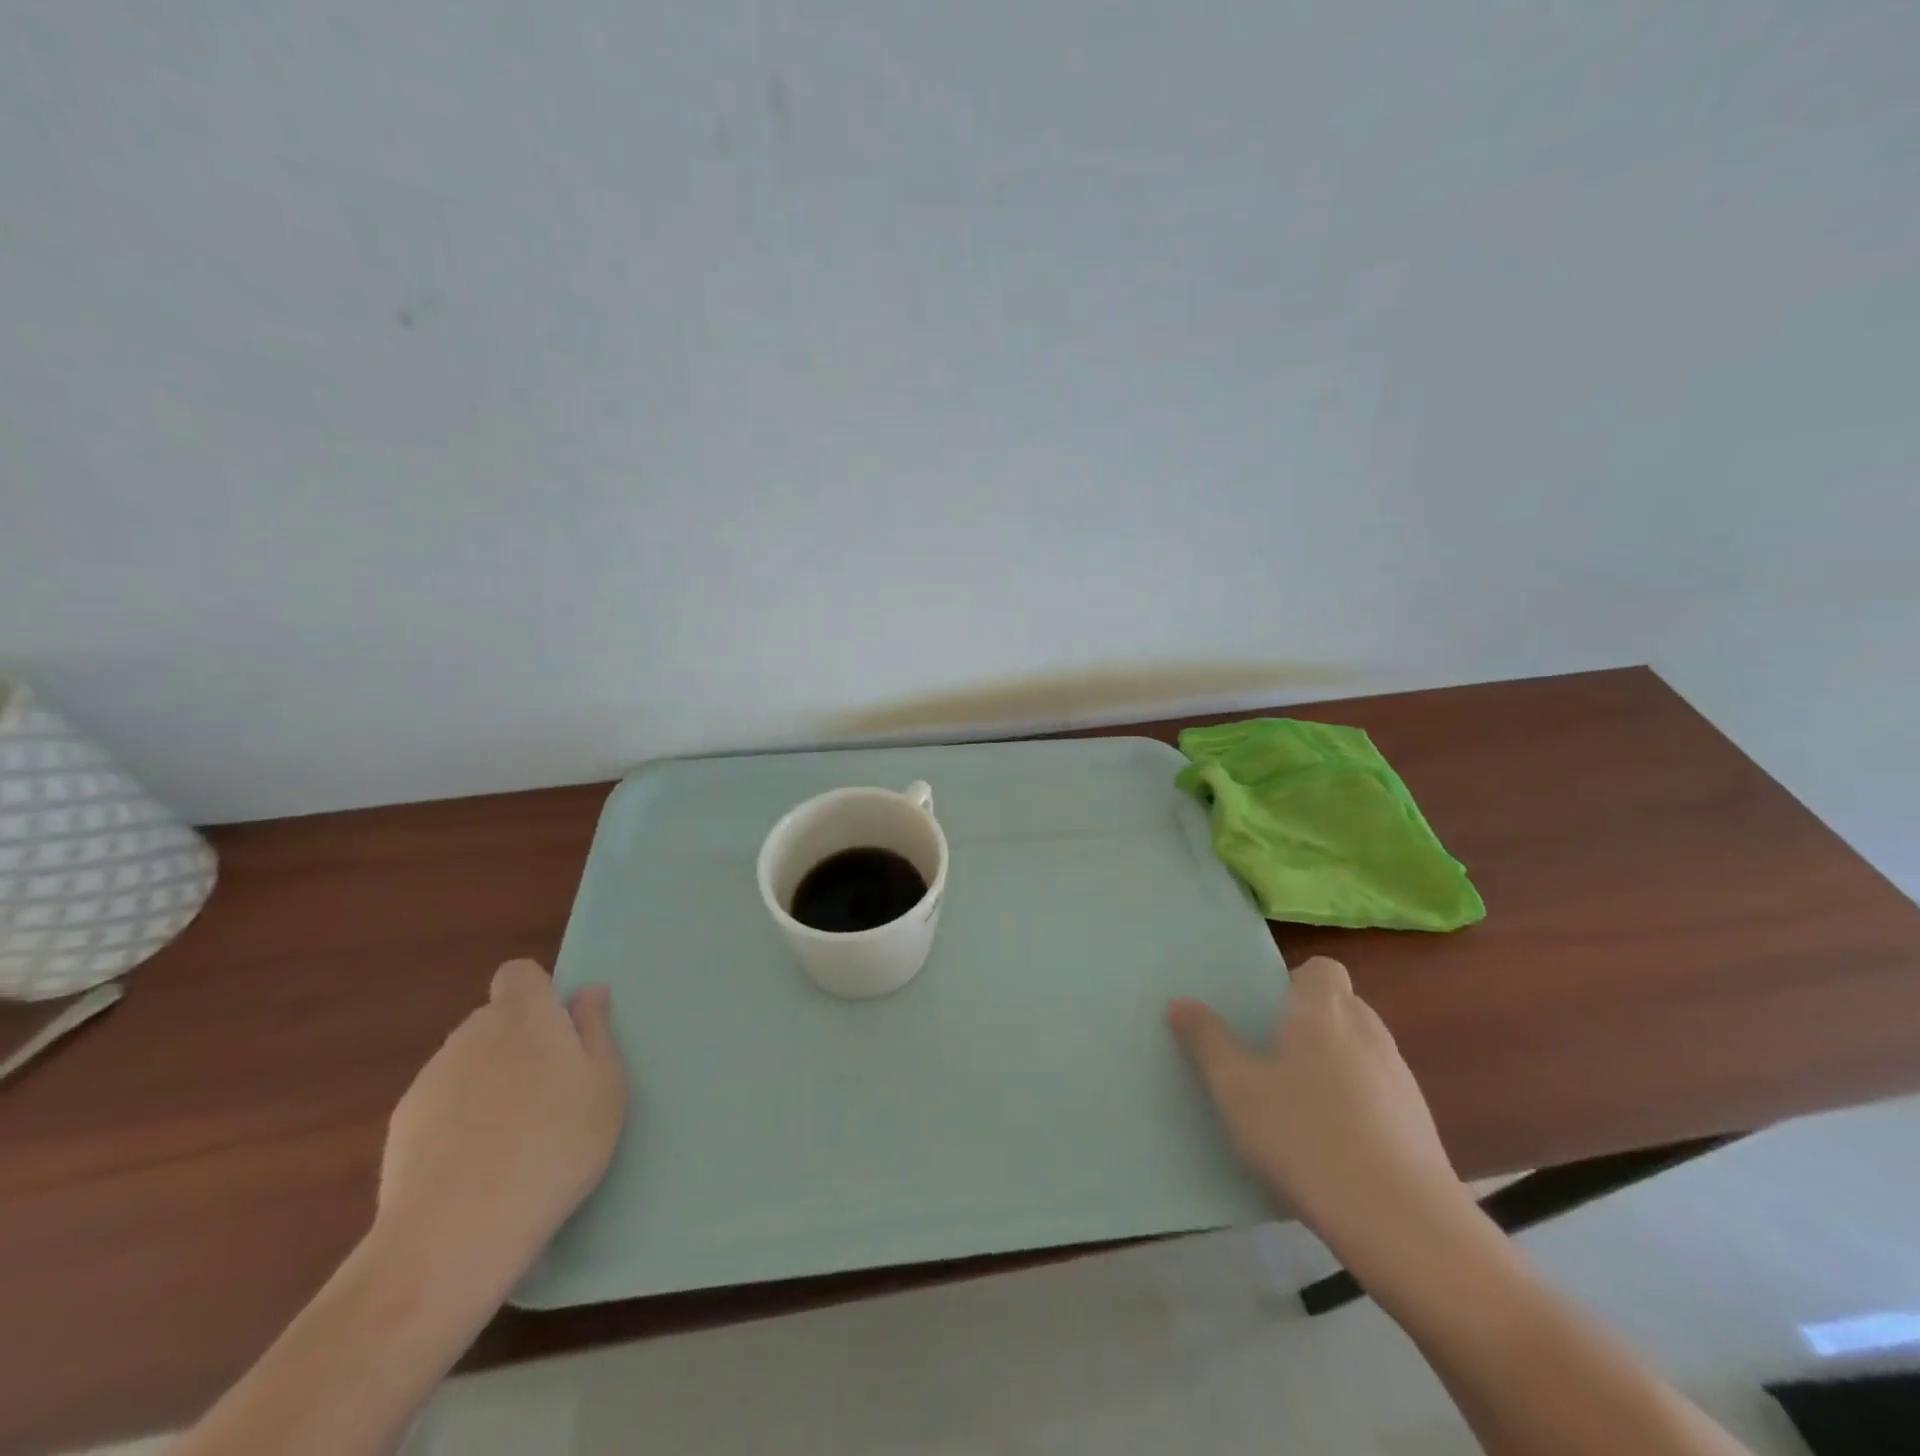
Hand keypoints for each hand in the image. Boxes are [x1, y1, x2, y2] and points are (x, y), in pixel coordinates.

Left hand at [376, 959, 625, 1289]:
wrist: (455, 1232)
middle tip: (551, 1092)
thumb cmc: (555, 1143)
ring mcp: (429, 1080)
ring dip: (490, 1083)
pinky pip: (442, 1106)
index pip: (520, 974)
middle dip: (520, 1043)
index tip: (561, 1033)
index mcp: (524, 1015)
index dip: (539, 994)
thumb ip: (595, 1030)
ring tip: (515, 1137)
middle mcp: (471, 1034)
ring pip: (469, 1064)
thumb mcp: (605, 1084)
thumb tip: (586, 991)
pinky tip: (477, 1166)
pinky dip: (460, 1122)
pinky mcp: (399, 1128)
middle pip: (495, 1021)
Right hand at [1168, 956, 1470, 1263]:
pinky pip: (1380, 1094)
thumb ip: (1207, 1041)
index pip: (1323, 969)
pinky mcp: (1420, 1125)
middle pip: (1341, 1007)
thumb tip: (1181, 1002)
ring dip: (1334, 1065)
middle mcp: (1368, 1032)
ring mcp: (1401, 1079)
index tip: (1266, 1012)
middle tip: (1270, 1056)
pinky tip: (1332, 1147)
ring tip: (1297, 1105)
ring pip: (1361, 1052)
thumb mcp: (1236, 1089)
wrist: (1404, 1224)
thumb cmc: (1306, 1136)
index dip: (1295, 982)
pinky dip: (1357, 1105)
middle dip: (1309, 1023)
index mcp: (1324, 1011)